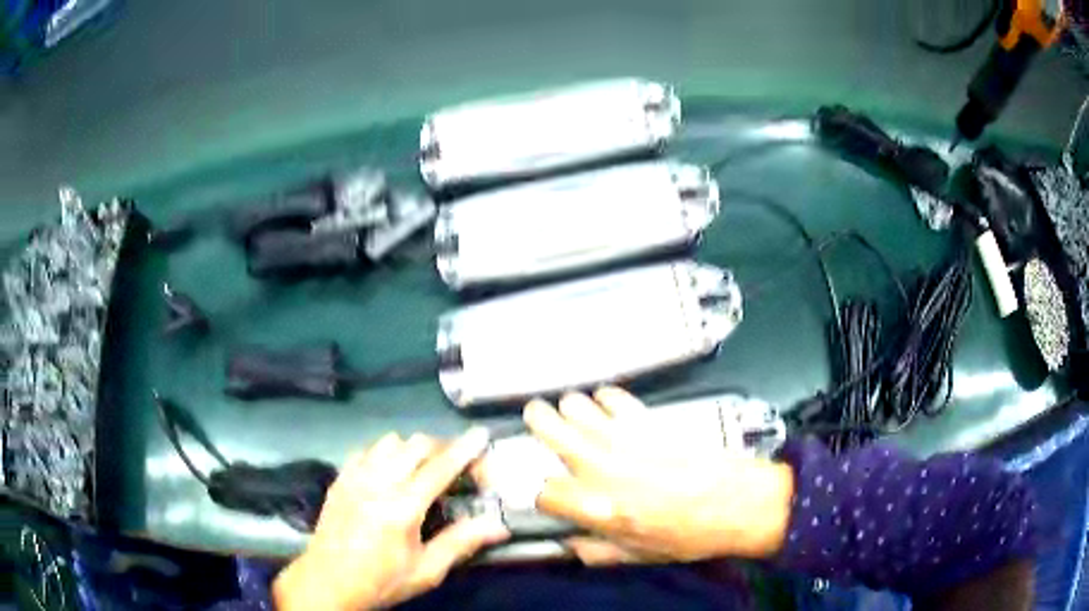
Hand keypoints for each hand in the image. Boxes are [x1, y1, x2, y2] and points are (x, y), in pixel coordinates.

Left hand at [273, 429, 509, 610]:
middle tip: (458, 468)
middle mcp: (377, 483)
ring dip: (413, 449)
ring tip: (423, 471)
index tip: (481, 435)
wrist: (328, 582)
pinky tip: (389, 474)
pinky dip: (385, 454)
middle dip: (443, 448)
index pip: (440, 468)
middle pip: (416, 445)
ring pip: (390, 441)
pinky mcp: (340, 479)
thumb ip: (461, 543)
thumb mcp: (426, 571)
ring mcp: (354, 477)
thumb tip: (498, 526)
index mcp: (401, 508)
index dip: (465, 450)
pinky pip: (367, 450)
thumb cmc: (381, 581)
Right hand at [524, 387, 794, 564]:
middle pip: (548, 427)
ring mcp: (624, 438)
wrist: (734, 503)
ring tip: (571, 412)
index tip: (551, 494)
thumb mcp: (636, 556)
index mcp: (595, 506)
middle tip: (537, 419)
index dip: (544, 493)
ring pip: (576, 405)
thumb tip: (573, 544)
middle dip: (537, 422)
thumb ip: (594, 552)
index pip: (544, 490)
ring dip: (570, 409)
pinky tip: (607, 405)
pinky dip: (605, 397)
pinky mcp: (648, 420)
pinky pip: (614, 396)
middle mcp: (601, 467)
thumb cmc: (690, 532)